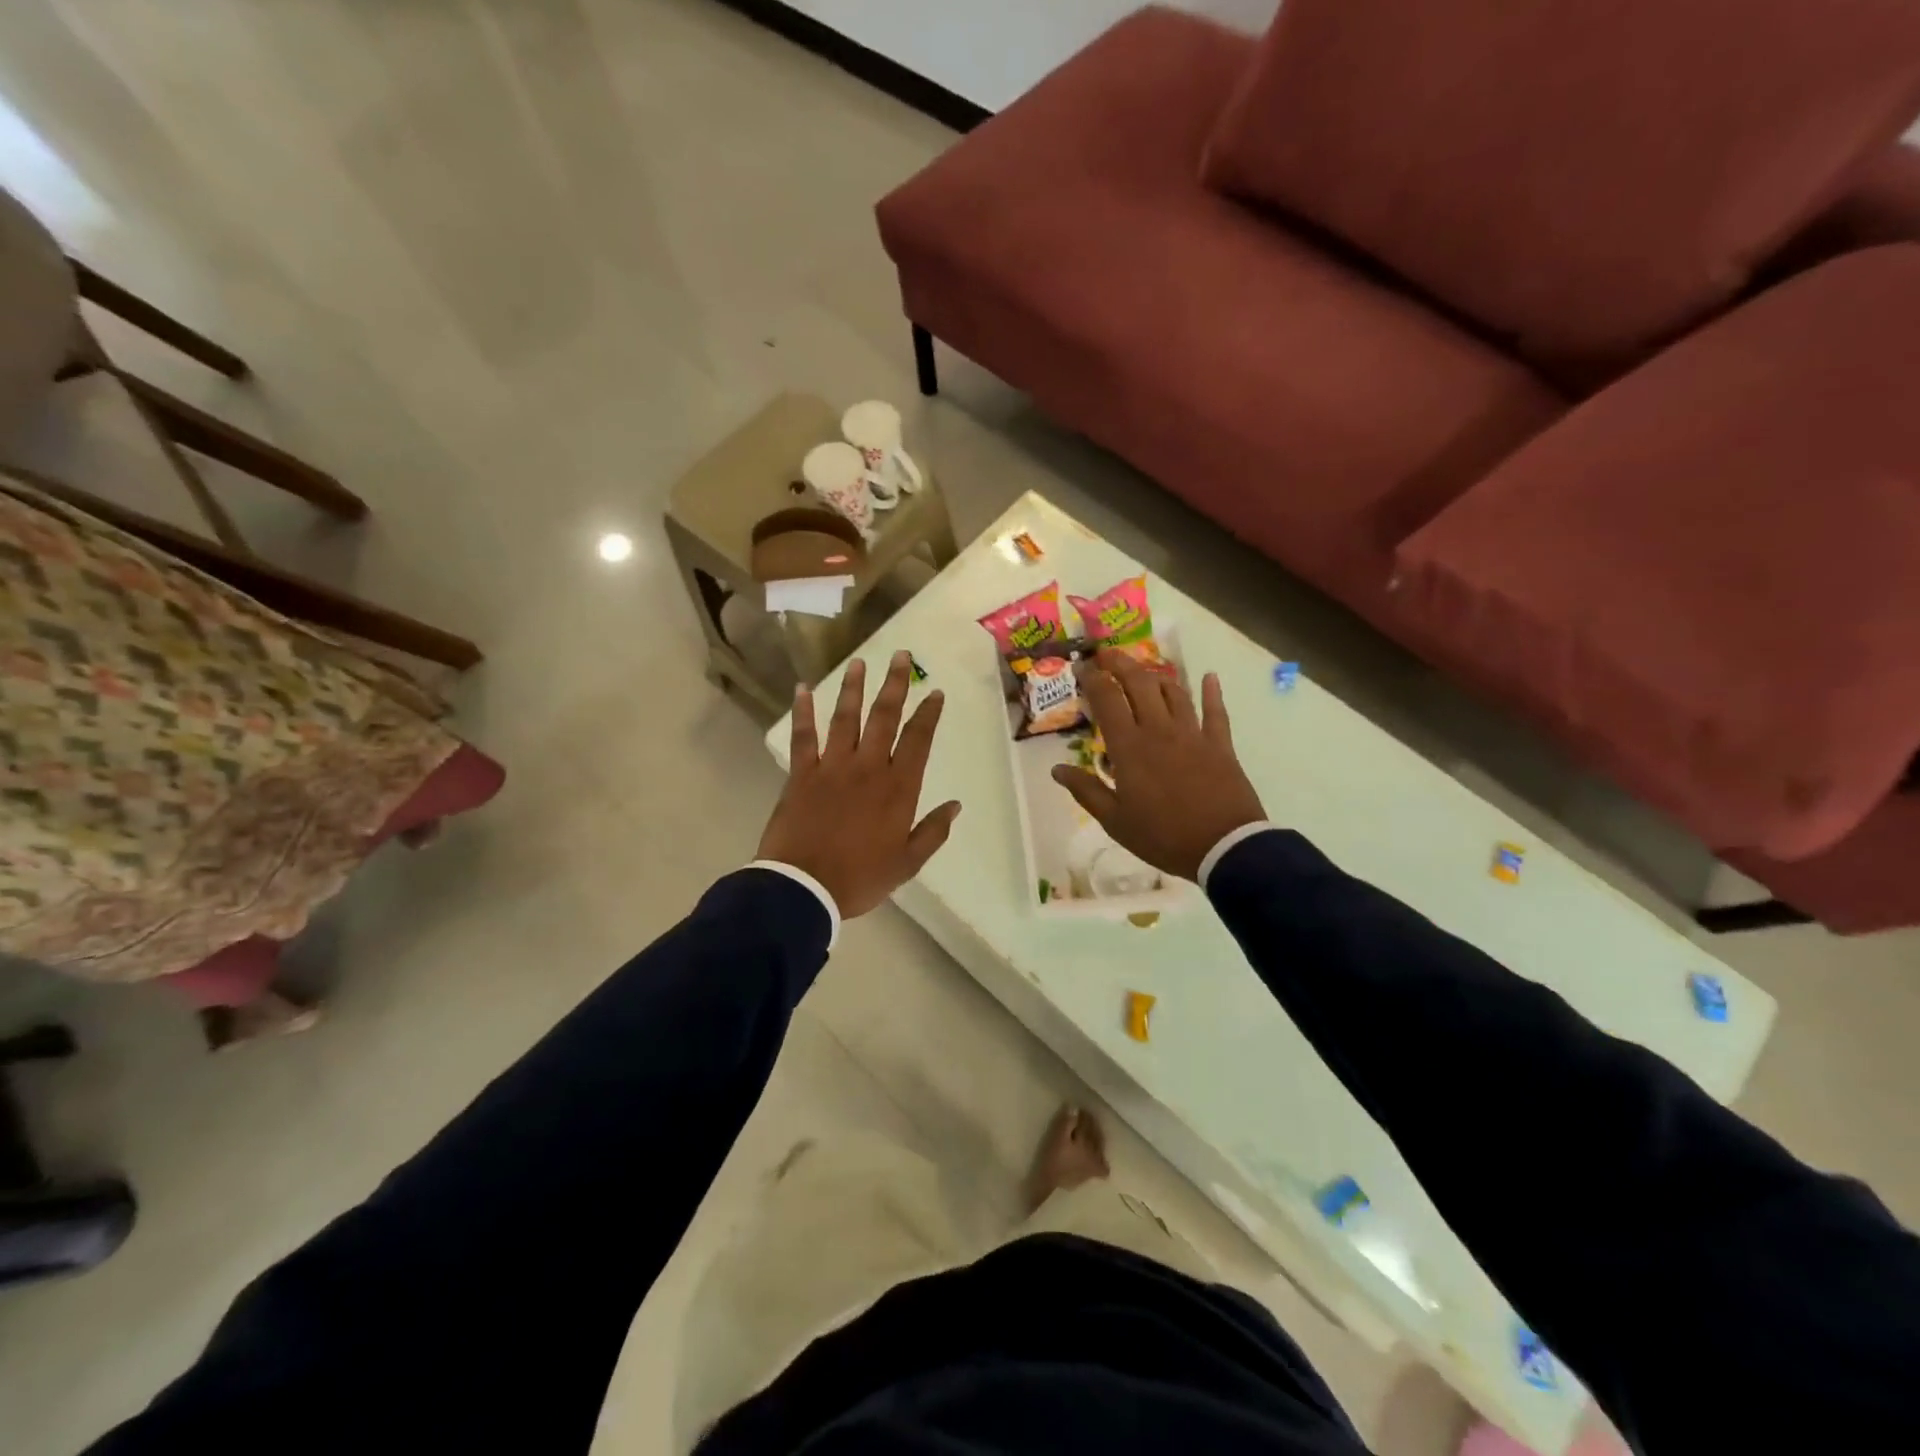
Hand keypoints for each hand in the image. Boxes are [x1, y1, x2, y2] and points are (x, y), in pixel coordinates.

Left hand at [758, 651, 962, 918]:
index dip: (928, 714)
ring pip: (845, 718)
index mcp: (897, 788)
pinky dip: (803, 712)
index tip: (935, 692)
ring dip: (853, 688)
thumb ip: (932, 832)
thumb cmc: (860, 878)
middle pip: (884, 717)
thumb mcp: (907, 863)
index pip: (918, 740)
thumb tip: (955, 806)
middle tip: (901, 655)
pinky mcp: (801, 774)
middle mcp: (867, 767)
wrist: (803, 887)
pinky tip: (802, 689)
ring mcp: (832, 767)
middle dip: (894, 684)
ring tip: (859, 662)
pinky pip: (804, 736)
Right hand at [1051, 649, 1265, 882]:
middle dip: (1121, 664)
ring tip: (1145, 670)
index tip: (1083, 668)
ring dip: (1157, 676)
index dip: (1093, 679)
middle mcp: (1159, 730)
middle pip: (1139, 684)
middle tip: (1108, 654)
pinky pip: (1216, 711)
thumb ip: (1086, 791)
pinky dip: (1212, 692)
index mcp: (1129, 747)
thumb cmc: (1163, 836)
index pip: (1107, 700)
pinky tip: (1209, 677)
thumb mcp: (1115, 821)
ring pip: (1174, 692)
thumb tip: (1056, 769)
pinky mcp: (1220, 744)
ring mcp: (1192, 733)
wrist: (1222, 847)